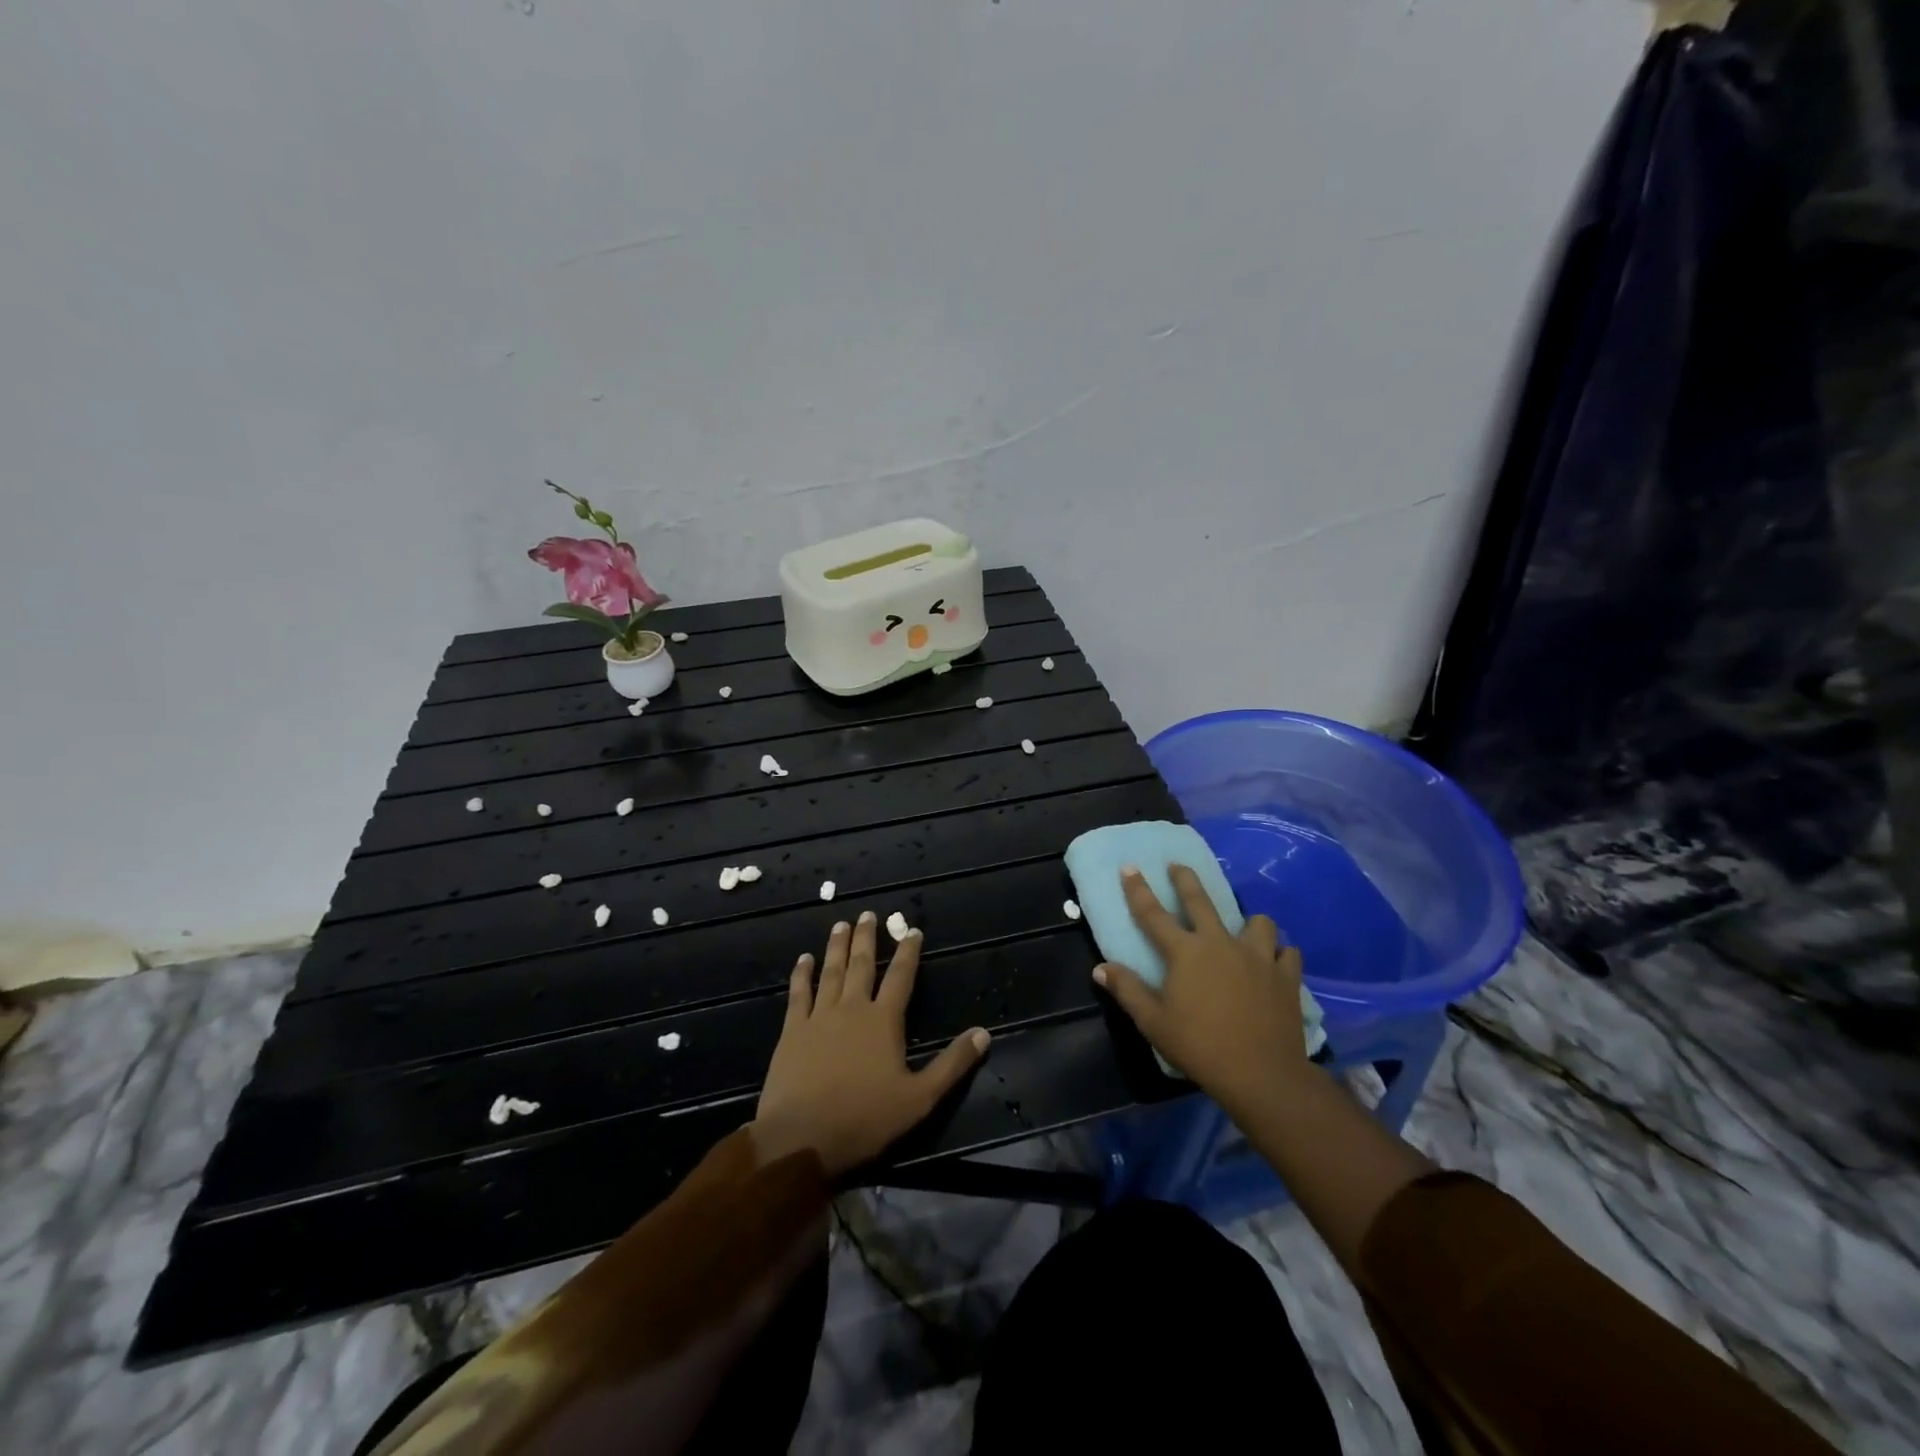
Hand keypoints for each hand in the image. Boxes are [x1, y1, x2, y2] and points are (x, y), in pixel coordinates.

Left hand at [753, 912, 990, 1177]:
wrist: (802, 1137)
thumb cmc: (865, 1119)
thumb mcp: (920, 1098)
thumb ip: (952, 1064)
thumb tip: (983, 1033)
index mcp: (884, 1021)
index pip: (901, 977)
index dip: (908, 952)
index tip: (912, 931)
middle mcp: (852, 1008)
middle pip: (862, 965)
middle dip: (867, 938)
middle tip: (867, 914)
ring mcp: (819, 1017)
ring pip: (830, 972)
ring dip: (837, 947)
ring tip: (840, 924)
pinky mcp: (792, 1031)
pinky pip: (798, 994)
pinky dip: (802, 974)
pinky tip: (803, 959)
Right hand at [1093, 864, 1309, 1114]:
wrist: (1262, 1074)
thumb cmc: (1200, 1047)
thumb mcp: (1153, 1022)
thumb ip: (1127, 991)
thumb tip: (1101, 969)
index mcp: (1185, 952)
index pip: (1153, 913)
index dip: (1138, 889)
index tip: (1129, 867)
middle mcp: (1220, 943)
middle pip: (1201, 901)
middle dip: (1186, 880)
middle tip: (1178, 866)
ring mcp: (1258, 957)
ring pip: (1257, 922)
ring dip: (1249, 922)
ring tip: (1244, 929)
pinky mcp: (1286, 976)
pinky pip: (1287, 953)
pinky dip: (1280, 954)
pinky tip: (1276, 962)